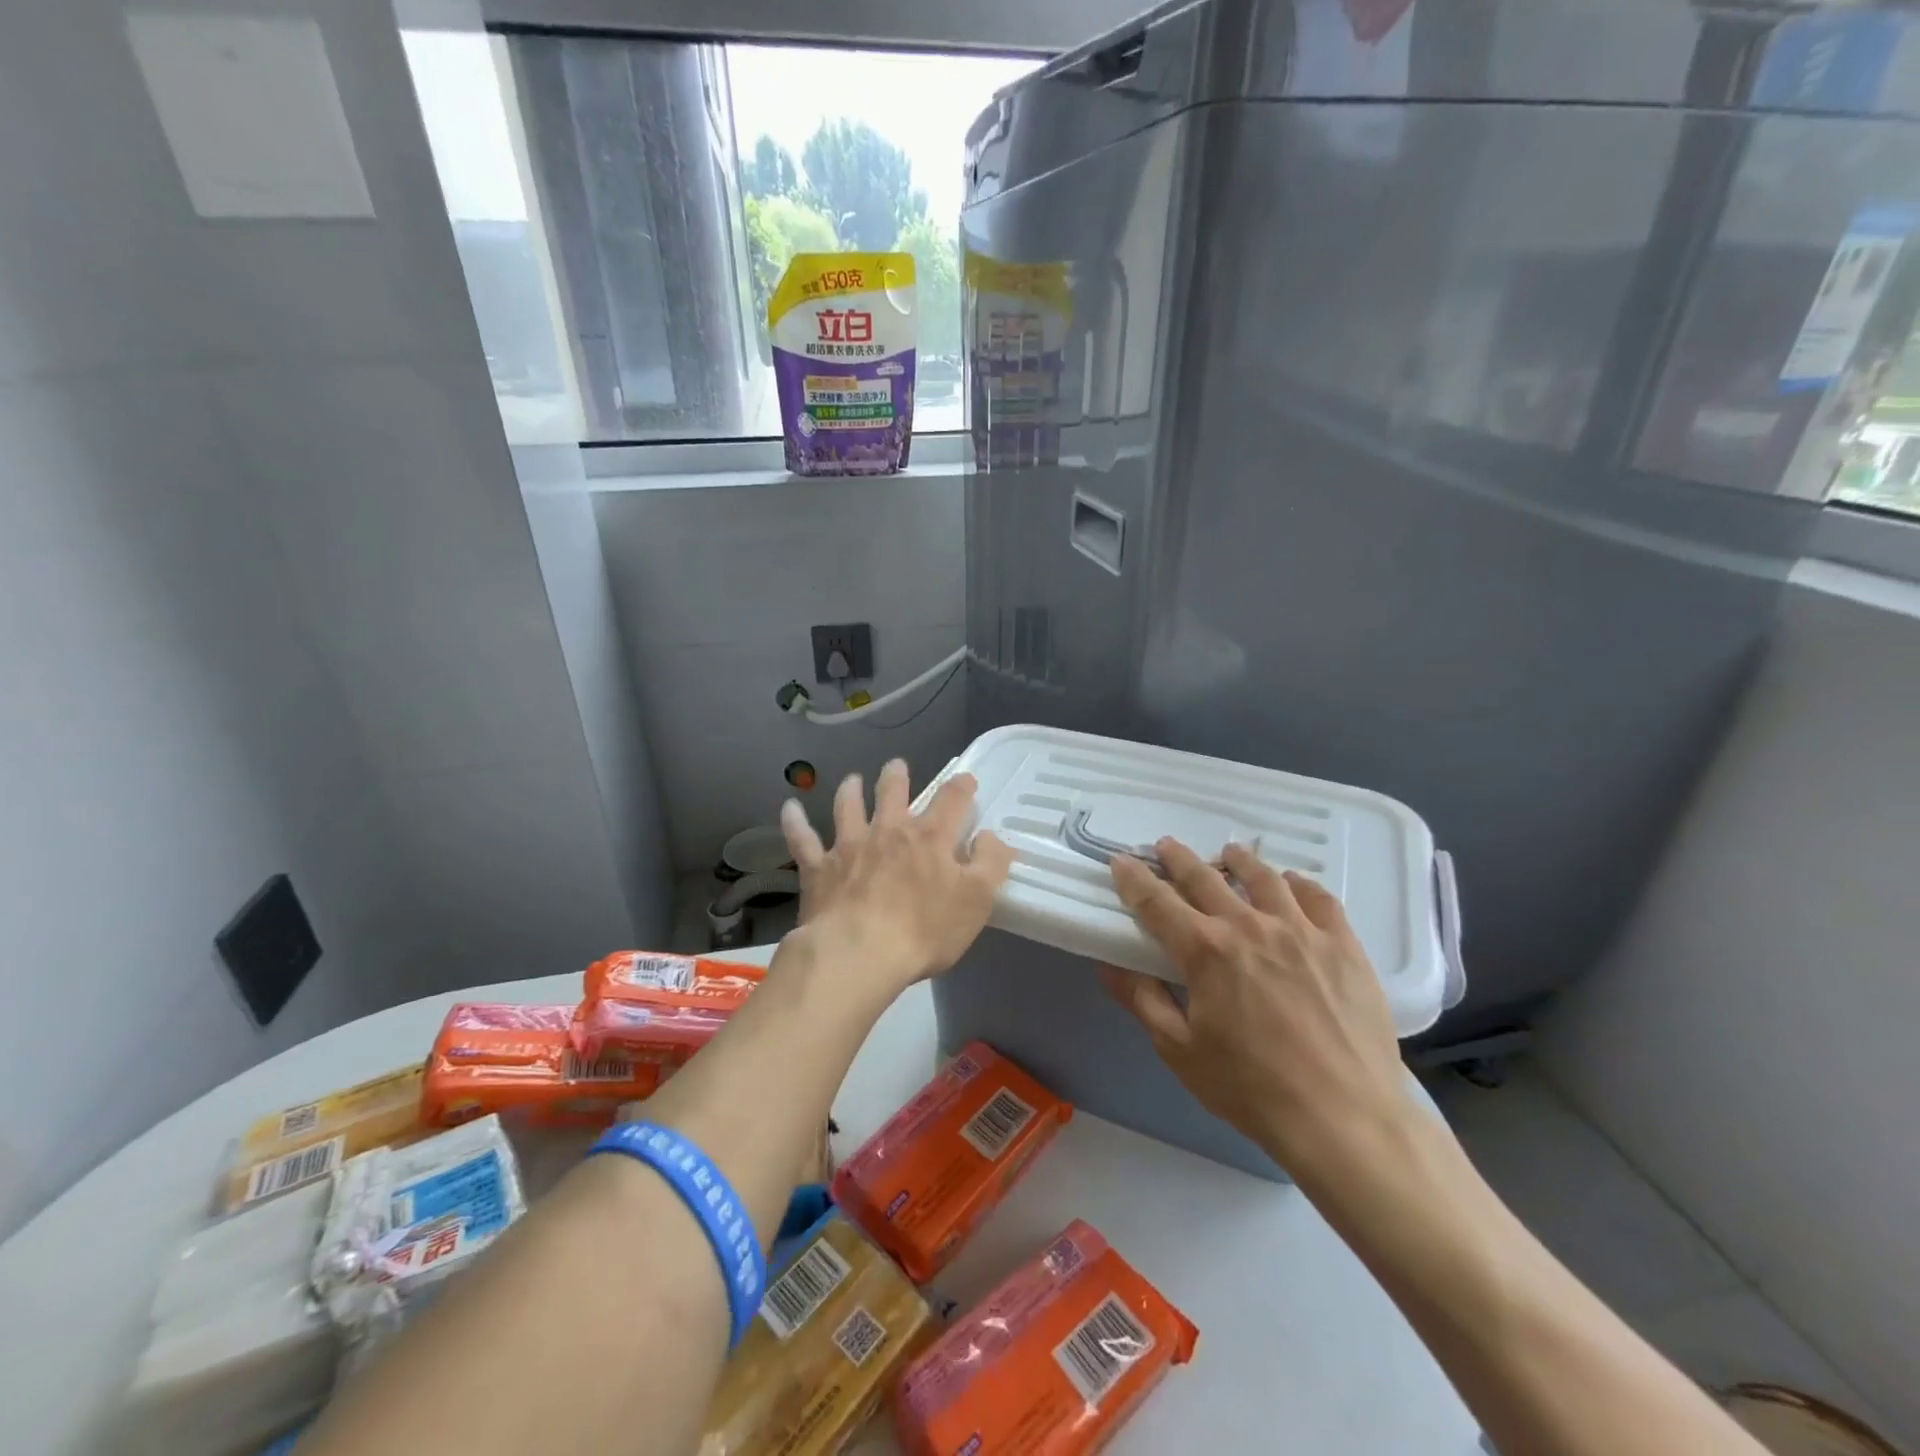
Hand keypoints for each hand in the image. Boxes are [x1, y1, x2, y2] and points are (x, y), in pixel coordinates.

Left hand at [780, 760, 1013, 994]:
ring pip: (848, 806)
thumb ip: (990, 864)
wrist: (859, 953)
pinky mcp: (818, 867)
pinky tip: (789, 808)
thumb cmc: (924, 931)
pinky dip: (795, 821)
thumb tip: (992, 836)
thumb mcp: (976, 901)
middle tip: (896, 766)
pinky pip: (802, 838)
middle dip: (897, 776)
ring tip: (852, 780)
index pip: (952, 800)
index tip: (966, 780)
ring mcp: (850, 846)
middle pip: (893, 792)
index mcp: (930, 838)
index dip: (962, 786)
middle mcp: (889, 831)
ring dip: (851, 790)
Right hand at [1102, 840, 1413, 1183]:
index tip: (1121, 861)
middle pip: (1205, 877)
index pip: (1156, 901)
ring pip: (1263, 877)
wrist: (1345, 1118)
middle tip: (1165, 846)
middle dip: (1178, 858)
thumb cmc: (1251, 1088)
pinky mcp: (1343, 944)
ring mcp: (1301, 930)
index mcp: (1205, 950)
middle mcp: (1248, 926)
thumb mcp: (1179, 1051)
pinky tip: (1291, 883)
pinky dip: (1298, 884)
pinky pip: (1318, 897)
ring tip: (1229, 853)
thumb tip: (1109, 964)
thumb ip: (1142, 1000)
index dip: (1134, 879)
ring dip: (1238, 861)